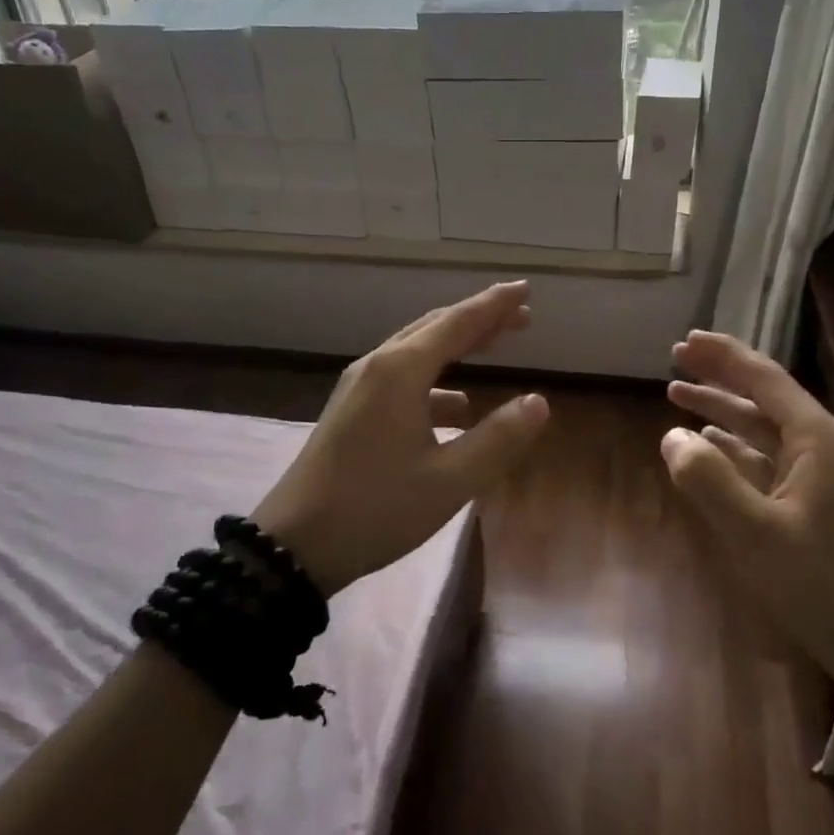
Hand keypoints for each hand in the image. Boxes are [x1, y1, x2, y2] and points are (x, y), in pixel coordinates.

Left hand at [254, 282, 548, 595]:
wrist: (295, 544)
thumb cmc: (376, 507)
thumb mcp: (450, 480)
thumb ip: (498, 439)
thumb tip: (538, 402)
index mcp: (400, 372)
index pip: (458, 323)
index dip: (495, 305)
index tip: (525, 290)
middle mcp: (378, 368)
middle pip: (435, 328)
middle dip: (478, 319)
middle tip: (519, 315)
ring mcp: (359, 389)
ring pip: (417, 352)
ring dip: (457, 346)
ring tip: (492, 348)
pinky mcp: (352, 411)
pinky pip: (402, 380)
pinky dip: (436, 382)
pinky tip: (457, 409)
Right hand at [662, 330, 833, 708]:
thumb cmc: (825, 587)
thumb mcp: (756, 534)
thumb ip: (709, 480)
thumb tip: (671, 436)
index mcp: (817, 440)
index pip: (764, 379)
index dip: (723, 356)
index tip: (685, 341)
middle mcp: (824, 448)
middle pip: (764, 398)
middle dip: (720, 377)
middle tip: (676, 356)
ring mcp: (824, 477)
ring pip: (764, 430)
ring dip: (723, 412)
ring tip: (678, 395)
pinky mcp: (818, 505)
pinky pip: (769, 461)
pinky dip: (736, 449)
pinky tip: (710, 447)